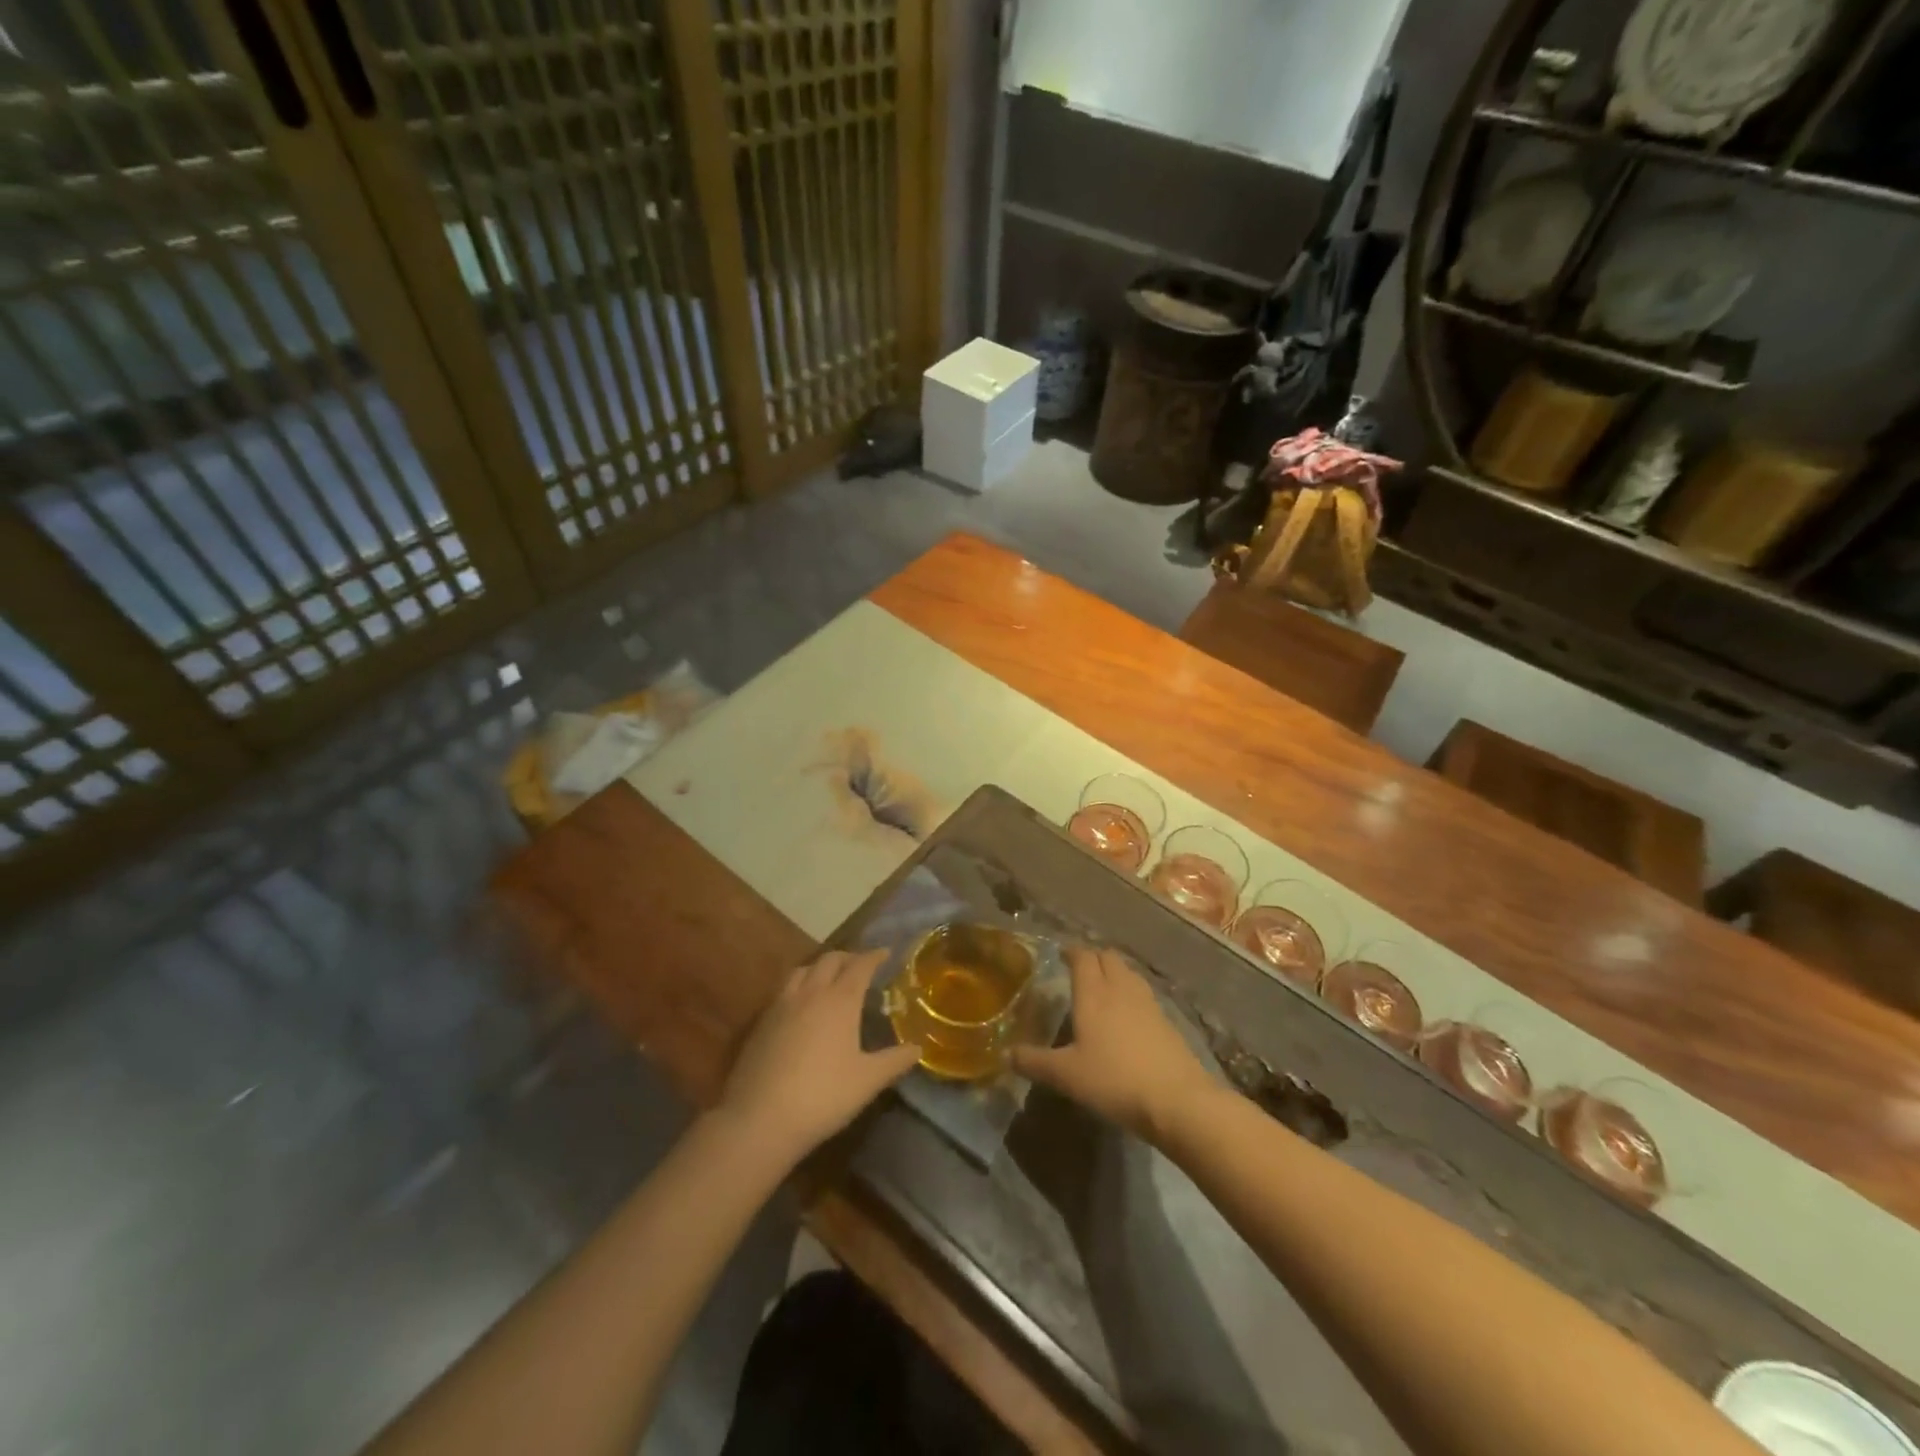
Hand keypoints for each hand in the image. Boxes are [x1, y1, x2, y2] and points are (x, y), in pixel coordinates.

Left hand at [717, 948, 918, 1165]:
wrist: (760, 1118)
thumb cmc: (823, 1095)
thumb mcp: (868, 1081)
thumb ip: (894, 1061)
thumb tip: (918, 1049)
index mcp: (840, 1000)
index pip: (860, 965)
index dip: (874, 956)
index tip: (885, 952)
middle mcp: (811, 993)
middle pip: (830, 959)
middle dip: (848, 957)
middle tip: (860, 965)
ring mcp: (782, 1005)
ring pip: (803, 970)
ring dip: (820, 966)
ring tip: (829, 978)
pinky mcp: (762, 1022)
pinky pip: (784, 990)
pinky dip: (800, 985)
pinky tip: (802, 1006)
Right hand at [1013, 946, 1217, 1141]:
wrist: (1177, 1099)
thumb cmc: (1114, 1080)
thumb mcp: (1066, 1075)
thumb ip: (1034, 1061)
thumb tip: (1004, 1054)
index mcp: (1093, 993)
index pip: (1082, 956)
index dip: (1071, 952)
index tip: (1060, 955)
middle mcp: (1121, 988)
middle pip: (1108, 957)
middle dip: (1093, 958)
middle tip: (1078, 971)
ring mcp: (1147, 1003)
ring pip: (1128, 972)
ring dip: (1114, 972)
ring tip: (1102, 988)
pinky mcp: (1166, 1020)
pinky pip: (1142, 993)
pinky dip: (1130, 993)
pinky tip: (1126, 1015)